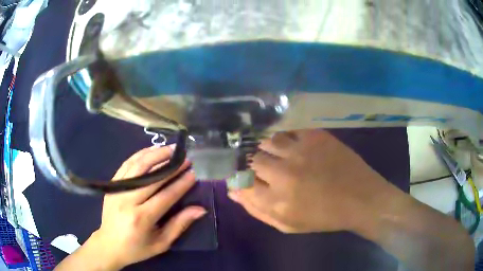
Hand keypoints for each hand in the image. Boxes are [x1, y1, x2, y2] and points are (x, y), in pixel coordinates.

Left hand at [85, 146, 205, 269]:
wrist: (109, 245)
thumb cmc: (137, 248)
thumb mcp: (161, 243)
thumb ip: (179, 225)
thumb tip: (200, 209)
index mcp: (141, 218)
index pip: (165, 196)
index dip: (181, 184)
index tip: (193, 173)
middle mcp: (127, 201)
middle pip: (152, 177)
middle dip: (171, 166)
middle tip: (185, 158)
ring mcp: (117, 190)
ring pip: (137, 166)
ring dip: (155, 155)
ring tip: (170, 149)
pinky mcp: (111, 185)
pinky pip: (126, 165)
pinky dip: (139, 155)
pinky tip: (151, 151)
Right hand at [229, 129, 390, 233]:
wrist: (361, 198)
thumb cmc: (324, 217)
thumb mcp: (288, 224)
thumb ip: (257, 210)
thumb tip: (234, 192)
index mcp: (276, 201)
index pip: (241, 182)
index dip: (240, 179)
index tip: (244, 178)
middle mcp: (284, 173)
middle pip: (252, 159)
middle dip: (255, 165)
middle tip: (268, 169)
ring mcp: (300, 151)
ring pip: (268, 141)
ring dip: (270, 149)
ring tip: (281, 156)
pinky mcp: (315, 136)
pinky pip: (289, 131)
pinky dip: (287, 139)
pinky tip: (296, 147)